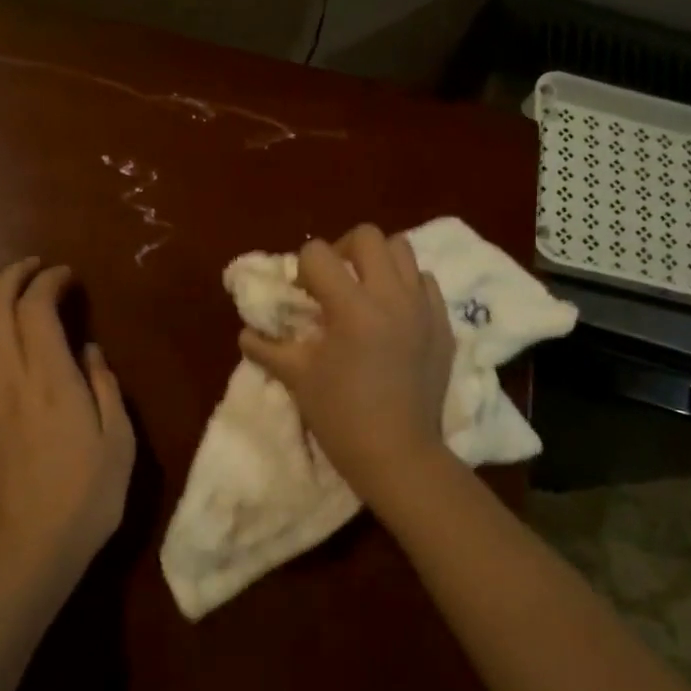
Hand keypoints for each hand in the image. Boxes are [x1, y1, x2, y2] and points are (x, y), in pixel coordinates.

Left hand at [0, 258, 134, 577]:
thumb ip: (105, 387)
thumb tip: (88, 349)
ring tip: (2, 286)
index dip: (49, 281)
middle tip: (36, 271)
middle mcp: (9, 376)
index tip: (66, 277)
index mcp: (52, 378)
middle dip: (15, 276)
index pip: (38, 307)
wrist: (30, 547)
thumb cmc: (87, 496)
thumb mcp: (120, 440)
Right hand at [238, 226, 453, 501]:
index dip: (302, 267)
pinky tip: (393, 314)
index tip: (302, 294)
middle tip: (333, 281)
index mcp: (353, 308)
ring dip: (377, 261)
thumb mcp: (297, 378)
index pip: (319, 253)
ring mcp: (423, 308)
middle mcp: (392, 296)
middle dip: (342, 250)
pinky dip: (406, 286)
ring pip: (403, 250)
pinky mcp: (444, 325)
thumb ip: (267, 347)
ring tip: (365, 291)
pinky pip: (425, 283)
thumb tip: (246, 333)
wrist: (399, 455)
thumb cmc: (341, 417)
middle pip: (368, 236)